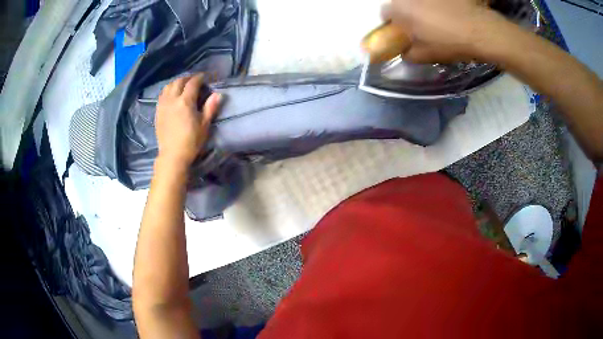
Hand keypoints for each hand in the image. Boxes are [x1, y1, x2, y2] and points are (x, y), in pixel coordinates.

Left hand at [155, 74, 220, 166]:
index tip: (206, 77)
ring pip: (168, 86)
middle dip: (188, 78)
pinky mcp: (157, 111)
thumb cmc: (191, 142)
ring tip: (183, 86)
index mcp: (185, 101)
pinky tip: (172, 95)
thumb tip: (218, 94)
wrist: (172, 156)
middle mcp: (172, 99)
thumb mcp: (204, 125)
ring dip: (177, 82)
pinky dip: (168, 90)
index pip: (193, 83)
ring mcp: (163, 105)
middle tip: (195, 80)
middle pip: (179, 81)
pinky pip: (162, 95)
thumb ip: (210, 107)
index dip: (200, 77)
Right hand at [382, 0, 504, 62]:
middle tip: (421, 26)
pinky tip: (448, 13)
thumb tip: (404, 51)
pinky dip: (436, 5)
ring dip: (421, 8)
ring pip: (417, 1)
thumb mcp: (424, 56)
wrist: (479, 31)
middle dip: (407, 14)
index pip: (385, 13)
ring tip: (437, 19)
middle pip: (401, 4)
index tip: (404, 32)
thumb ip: (407, 54)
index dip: (393, 24)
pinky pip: (434, 1)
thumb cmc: (448, 43)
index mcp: (399, 9)